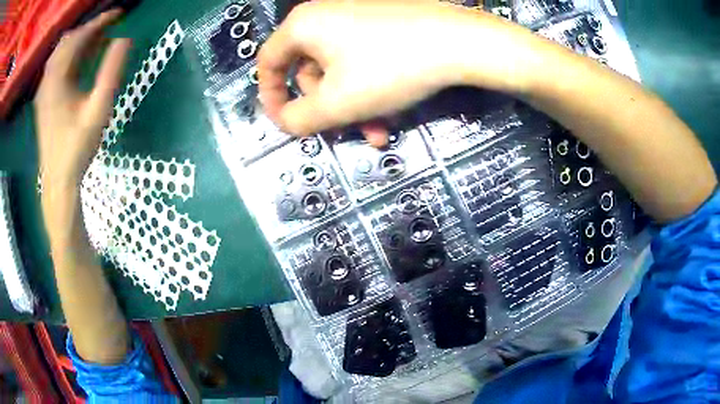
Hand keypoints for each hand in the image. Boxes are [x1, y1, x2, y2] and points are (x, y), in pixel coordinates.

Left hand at [34, 10, 130, 192]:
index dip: (100, 22)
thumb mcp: (99, 109)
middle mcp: (48, 79)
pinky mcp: (44, 100)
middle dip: (89, 29)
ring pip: (61, 53)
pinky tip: (81, 61)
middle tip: (109, 28)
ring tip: (98, 42)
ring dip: (79, 42)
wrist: (58, 180)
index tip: (119, 14)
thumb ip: (112, 71)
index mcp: (58, 78)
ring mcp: (43, 90)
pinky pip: (56, 67)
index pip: (79, 37)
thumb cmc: (78, 146)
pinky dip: (71, 57)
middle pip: (68, 41)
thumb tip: (125, 39)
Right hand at [258, 1, 534, 144]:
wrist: (459, 42)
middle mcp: (324, 16)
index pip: (267, 63)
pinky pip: (361, 61)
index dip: (270, 96)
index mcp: (303, 26)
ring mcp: (355, 18)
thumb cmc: (390, 68)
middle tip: (344, 131)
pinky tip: (390, 113)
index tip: (284, 123)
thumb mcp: (336, 103)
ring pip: (338, 71)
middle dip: (325, 108)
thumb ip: (298, 119)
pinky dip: (368, 90)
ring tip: (378, 132)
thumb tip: (285, 120)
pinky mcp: (380, 26)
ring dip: (352, 106)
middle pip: (307, 70)